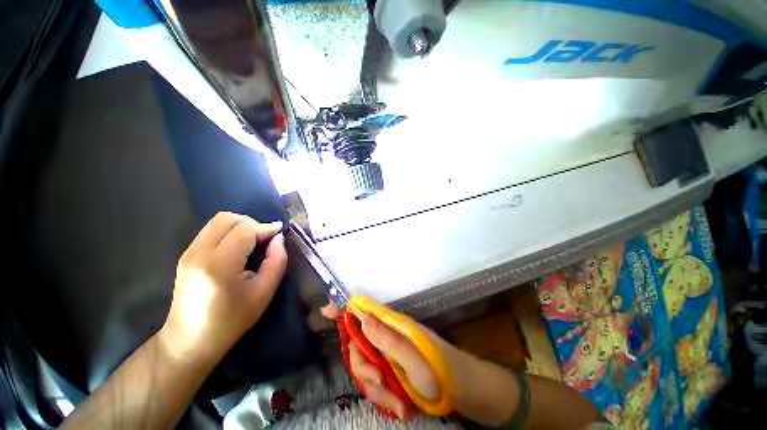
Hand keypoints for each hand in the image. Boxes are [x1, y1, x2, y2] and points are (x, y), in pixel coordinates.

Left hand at [159, 212, 287, 365]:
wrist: (190, 340)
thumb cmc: (232, 319)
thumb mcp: (264, 292)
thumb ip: (276, 261)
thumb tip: (279, 238)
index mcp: (220, 265)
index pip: (245, 230)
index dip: (266, 228)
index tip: (280, 232)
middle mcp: (199, 253)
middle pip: (228, 218)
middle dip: (252, 222)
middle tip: (265, 238)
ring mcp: (189, 253)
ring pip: (218, 221)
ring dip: (241, 225)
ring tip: (253, 241)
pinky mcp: (186, 255)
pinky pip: (211, 230)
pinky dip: (229, 231)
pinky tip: (238, 247)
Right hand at [321, 304, 519, 423]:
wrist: (462, 391)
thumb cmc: (441, 371)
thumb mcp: (415, 360)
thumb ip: (388, 340)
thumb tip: (362, 318)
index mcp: (393, 325)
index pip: (365, 309)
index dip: (345, 308)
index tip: (326, 311)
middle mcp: (388, 336)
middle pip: (358, 345)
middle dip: (365, 369)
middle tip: (381, 385)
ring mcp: (389, 353)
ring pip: (365, 367)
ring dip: (377, 389)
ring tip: (398, 403)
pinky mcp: (392, 369)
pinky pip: (375, 381)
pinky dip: (384, 396)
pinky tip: (400, 406)